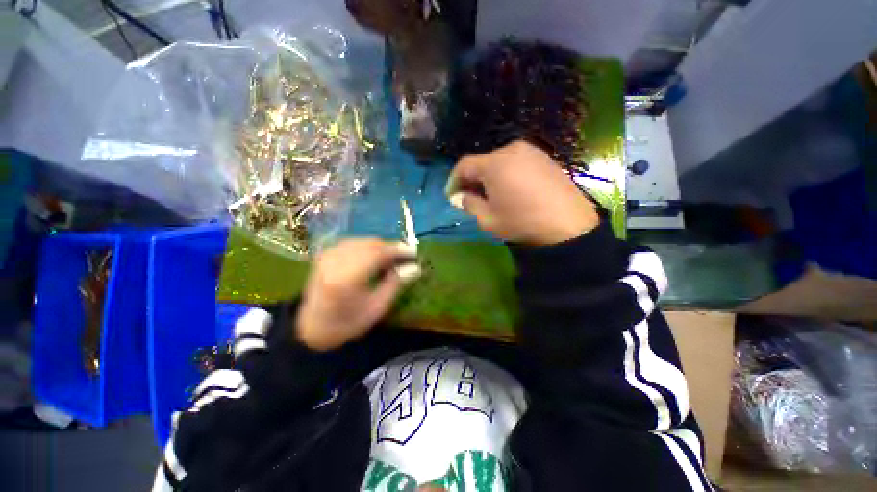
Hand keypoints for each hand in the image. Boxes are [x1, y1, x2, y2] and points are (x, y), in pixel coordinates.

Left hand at [296, 239, 417, 350]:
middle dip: (390, 248)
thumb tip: (415, 267)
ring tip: (390, 261)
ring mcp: (328, 255)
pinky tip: (373, 258)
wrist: (312, 328)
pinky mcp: (326, 254)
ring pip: (363, 241)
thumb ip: (395, 284)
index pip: (378, 253)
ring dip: (380, 247)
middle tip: (404, 259)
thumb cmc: (347, 323)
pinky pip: (353, 243)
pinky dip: (367, 248)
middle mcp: (335, 260)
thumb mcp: (376, 308)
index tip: (414, 253)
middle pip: (371, 243)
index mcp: (347, 277)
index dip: (398, 250)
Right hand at [446, 141, 599, 245]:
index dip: (454, 180)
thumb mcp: (488, 219)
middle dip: (472, 179)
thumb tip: (461, 196)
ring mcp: (531, 152)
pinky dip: (507, 174)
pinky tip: (511, 190)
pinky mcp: (545, 158)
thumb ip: (469, 204)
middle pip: (482, 162)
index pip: (464, 165)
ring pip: (500, 162)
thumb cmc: (522, 222)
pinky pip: (517, 163)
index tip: (452, 195)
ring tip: (491, 195)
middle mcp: (511, 149)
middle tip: (470, 197)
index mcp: (494, 163)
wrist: (568, 224)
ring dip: (490, 177)